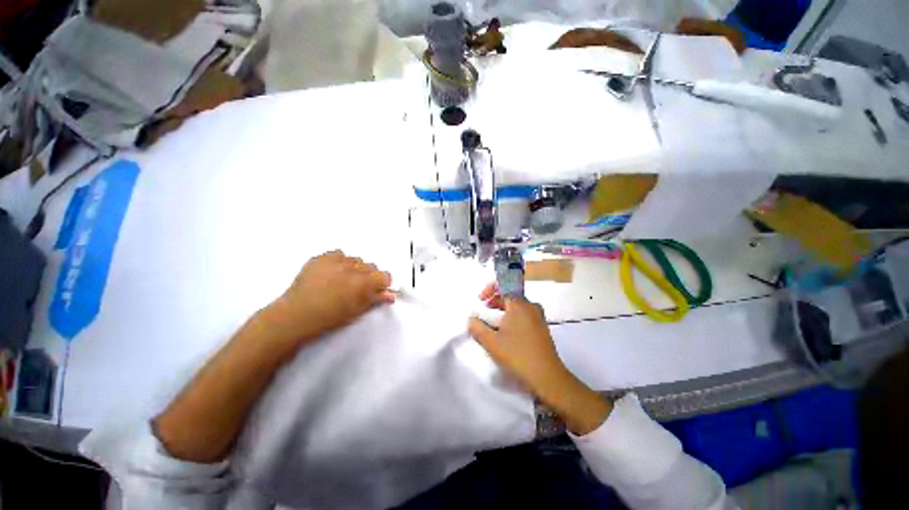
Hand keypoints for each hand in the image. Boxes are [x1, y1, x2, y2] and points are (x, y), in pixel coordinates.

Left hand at [265, 250, 394, 347]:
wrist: (295, 316)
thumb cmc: (329, 318)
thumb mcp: (356, 311)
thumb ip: (375, 299)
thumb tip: (391, 294)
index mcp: (363, 283)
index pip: (385, 275)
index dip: (383, 283)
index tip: (377, 290)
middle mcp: (353, 268)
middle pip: (372, 266)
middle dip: (369, 276)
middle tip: (358, 288)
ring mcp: (336, 261)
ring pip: (356, 259)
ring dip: (355, 268)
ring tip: (342, 280)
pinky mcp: (321, 258)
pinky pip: (339, 254)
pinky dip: (340, 261)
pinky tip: (332, 272)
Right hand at [469, 284, 568, 397]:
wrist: (547, 378)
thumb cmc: (517, 355)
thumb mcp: (491, 342)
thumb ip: (477, 327)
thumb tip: (472, 319)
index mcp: (519, 304)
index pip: (503, 285)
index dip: (489, 289)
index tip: (480, 301)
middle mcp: (531, 306)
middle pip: (509, 296)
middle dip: (493, 302)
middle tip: (484, 315)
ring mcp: (538, 317)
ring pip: (516, 307)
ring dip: (502, 312)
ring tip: (492, 327)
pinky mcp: (541, 328)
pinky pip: (523, 316)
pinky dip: (512, 319)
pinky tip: (506, 335)